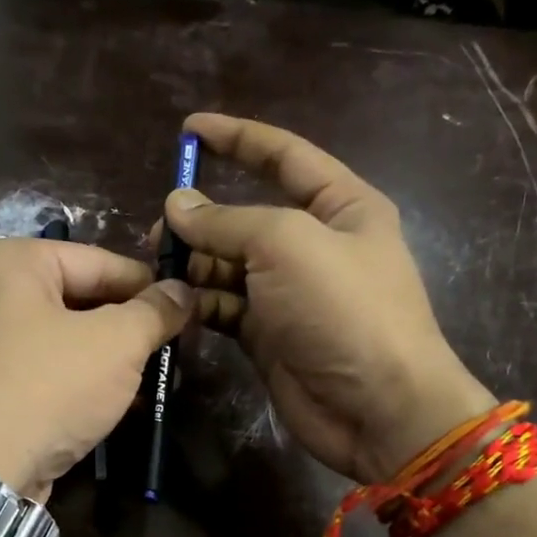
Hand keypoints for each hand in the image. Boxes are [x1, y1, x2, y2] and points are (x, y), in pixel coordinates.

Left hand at [0, 238, 192, 499]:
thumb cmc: (46, 389)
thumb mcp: (115, 344)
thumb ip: (155, 311)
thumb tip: (184, 291)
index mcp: (11, 260)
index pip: (100, 262)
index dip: (151, 287)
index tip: (190, 311)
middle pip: (80, 300)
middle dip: (129, 328)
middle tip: (175, 350)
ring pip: (64, 339)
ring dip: (109, 360)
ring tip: (155, 380)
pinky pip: (43, 371)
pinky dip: (78, 382)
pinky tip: (115, 405)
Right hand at [162, 112, 494, 482]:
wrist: (377, 407)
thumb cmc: (343, 310)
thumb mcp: (287, 245)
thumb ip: (227, 222)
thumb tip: (176, 205)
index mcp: (340, 207)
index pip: (284, 157)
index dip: (238, 138)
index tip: (189, 129)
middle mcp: (314, 246)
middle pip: (247, 218)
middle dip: (203, 219)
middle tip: (159, 231)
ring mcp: (290, 294)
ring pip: (229, 266)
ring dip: (195, 264)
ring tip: (159, 269)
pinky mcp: (269, 336)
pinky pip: (226, 307)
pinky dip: (201, 303)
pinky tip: (175, 303)